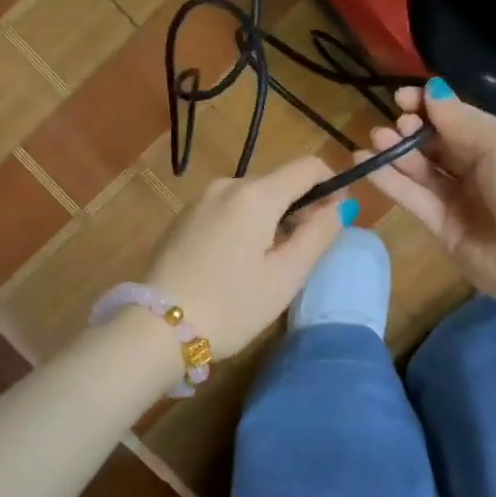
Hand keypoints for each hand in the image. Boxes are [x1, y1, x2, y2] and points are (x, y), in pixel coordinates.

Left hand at [145, 156, 351, 356]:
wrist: (155, 329)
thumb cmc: (230, 306)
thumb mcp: (285, 277)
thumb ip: (318, 235)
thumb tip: (340, 206)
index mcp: (255, 195)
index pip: (308, 167)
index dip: (331, 187)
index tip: (333, 222)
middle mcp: (227, 185)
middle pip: (279, 182)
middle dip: (299, 210)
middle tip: (300, 257)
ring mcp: (201, 200)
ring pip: (253, 198)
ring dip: (271, 220)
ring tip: (266, 267)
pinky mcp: (184, 218)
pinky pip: (228, 210)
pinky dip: (244, 226)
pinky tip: (235, 265)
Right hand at [357, 82, 495, 316]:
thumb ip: (460, 120)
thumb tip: (431, 90)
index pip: (456, 118)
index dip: (428, 106)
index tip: (402, 97)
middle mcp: (478, 169)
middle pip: (436, 144)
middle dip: (411, 130)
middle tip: (394, 124)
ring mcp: (460, 201)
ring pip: (421, 171)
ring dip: (396, 153)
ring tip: (374, 138)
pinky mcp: (443, 230)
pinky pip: (414, 199)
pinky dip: (390, 181)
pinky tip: (367, 163)